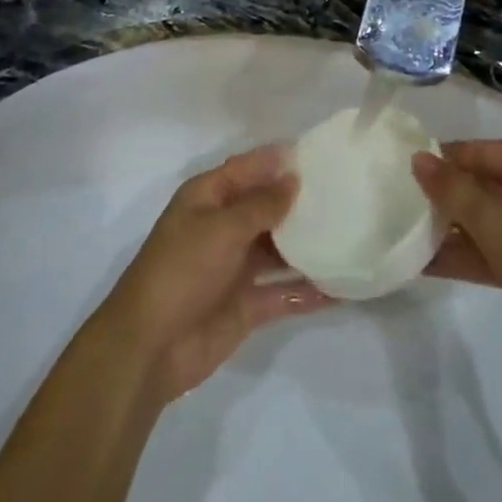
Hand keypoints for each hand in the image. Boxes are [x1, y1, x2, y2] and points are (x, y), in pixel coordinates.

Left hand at [93, 146, 331, 403]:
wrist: (150, 347)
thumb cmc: (181, 270)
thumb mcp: (221, 228)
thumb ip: (261, 205)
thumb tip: (293, 179)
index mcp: (207, 199)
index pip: (247, 169)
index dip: (277, 160)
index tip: (317, 154)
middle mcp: (223, 227)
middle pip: (266, 207)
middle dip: (299, 202)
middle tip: (344, 192)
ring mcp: (236, 267)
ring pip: (278, 250)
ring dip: (307, 245)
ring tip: (351, 234)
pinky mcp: (246, 304)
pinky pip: (282, 291)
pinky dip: (308, 290)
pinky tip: (341, 286)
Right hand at [413, 141, 501, 401]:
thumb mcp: (497, 223)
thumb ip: (452, 190)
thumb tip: (417, 158)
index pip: (480, 152)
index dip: (441, 162)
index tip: (398, 173)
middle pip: (483, 184)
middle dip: (443, 198)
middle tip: (396, 205)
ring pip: (488, 221)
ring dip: (450, 230)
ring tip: (402, 236)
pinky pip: (496, 251)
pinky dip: (467, 256)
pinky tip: (425, 265)